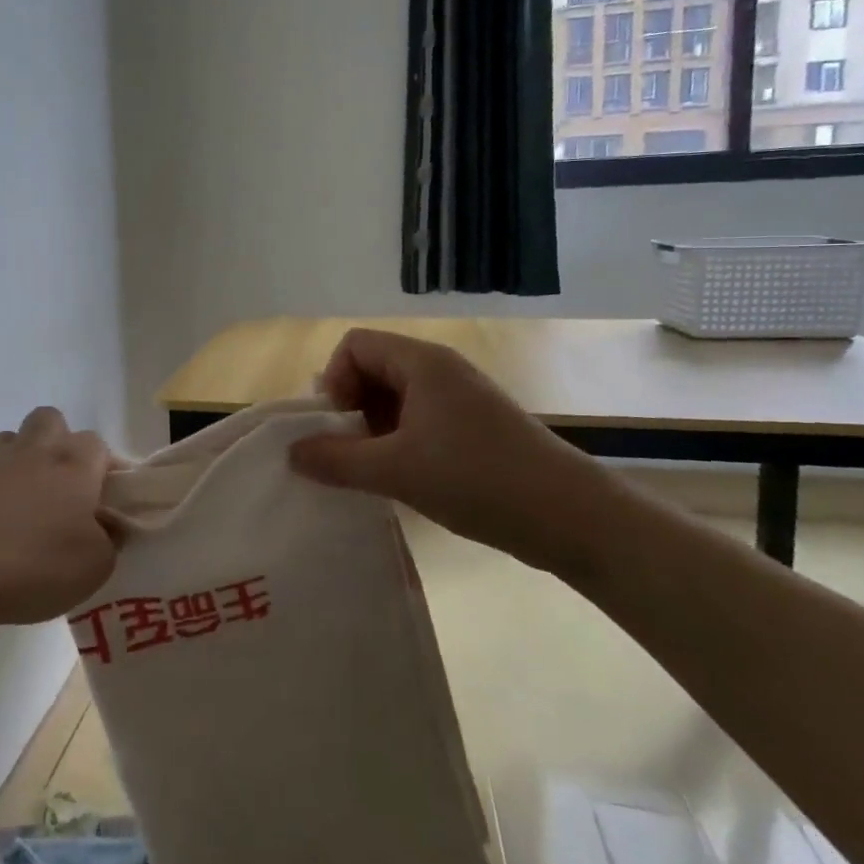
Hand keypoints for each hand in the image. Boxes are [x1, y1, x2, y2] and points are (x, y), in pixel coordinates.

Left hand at [0, 407, 117, 634]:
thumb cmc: (27, 566)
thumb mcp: (92, 569)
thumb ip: (109, 541)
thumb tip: (108, 526)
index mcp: (72, 465)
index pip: (98, 446)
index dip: (101, 469)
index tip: (101, 501)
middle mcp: (29, 450)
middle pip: (50, 421)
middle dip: (56, 444)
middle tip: (55, 490)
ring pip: (5, 441)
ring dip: (11, 462)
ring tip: (8, 505)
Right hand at [287, 328, 610, 575]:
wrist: (572, 518)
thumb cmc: (478, 479)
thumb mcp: (395, 470)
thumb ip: (336, 460)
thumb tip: (291, 453)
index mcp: (423, 363)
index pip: (355, 345)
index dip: (334, 379)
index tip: (336, 426)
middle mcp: (441, 371)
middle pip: (373, 368)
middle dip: (349, 407)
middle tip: (346, 452)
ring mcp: (460, 400)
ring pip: (395, 398)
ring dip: (372, 429)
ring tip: (372, 471)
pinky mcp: (473, 429)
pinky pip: (418, 421)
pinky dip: (397, 442)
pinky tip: (401, 478)